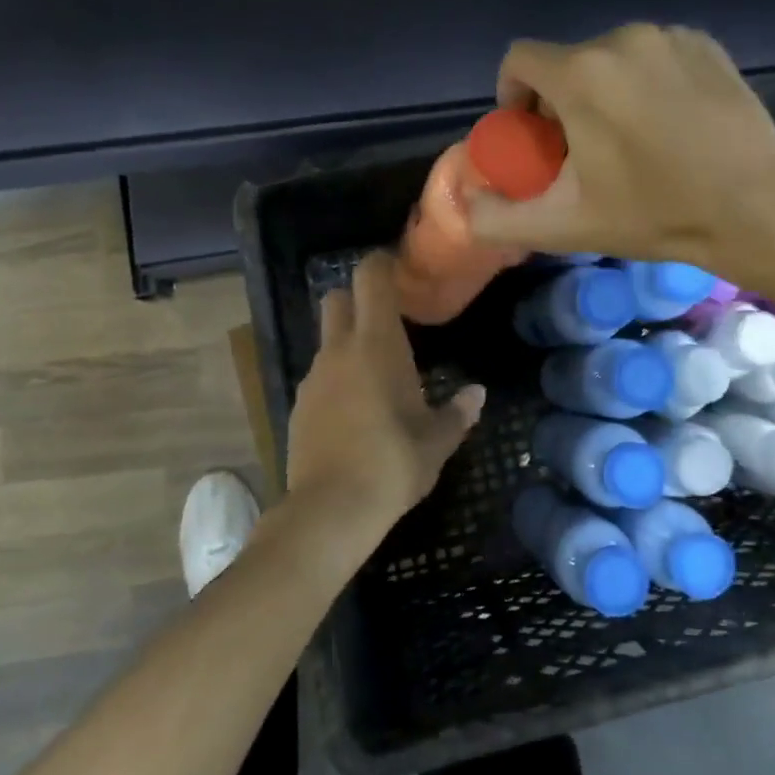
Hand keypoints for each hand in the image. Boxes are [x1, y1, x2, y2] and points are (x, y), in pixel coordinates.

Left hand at [285, 252, 485, 538]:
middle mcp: (339, 349)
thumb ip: (457, 413)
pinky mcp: (298, 404)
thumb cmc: (393, 464)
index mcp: (376, 344)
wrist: (329, 510)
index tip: (400, 272)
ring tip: (377, 377)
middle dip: (357, 299)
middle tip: (387, 323)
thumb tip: (476, 394)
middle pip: (336, 298)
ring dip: (348, 344)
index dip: (382, 264)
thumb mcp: (436, 442)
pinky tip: (355, 412)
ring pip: (327, 340)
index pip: (370, 278)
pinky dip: (336, 378)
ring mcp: (313, 376)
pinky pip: (319, 375)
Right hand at [467, 24, 774, 282]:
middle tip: (580, 150)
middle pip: (566, 61)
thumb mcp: (564, 226)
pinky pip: (653, 54)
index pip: (518, 59)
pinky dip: (645, 81)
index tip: (532, 135)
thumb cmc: (655, 214)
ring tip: (627, 138)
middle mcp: (622, 39)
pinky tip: (667, 122)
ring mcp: (670, 36)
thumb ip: (498, 219)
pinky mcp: (707, 44)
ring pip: (610, 57)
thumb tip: (465, 205)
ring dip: (603, 90)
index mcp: (581, 74)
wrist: (757, 208)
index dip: (513, 96)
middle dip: (560, 100)